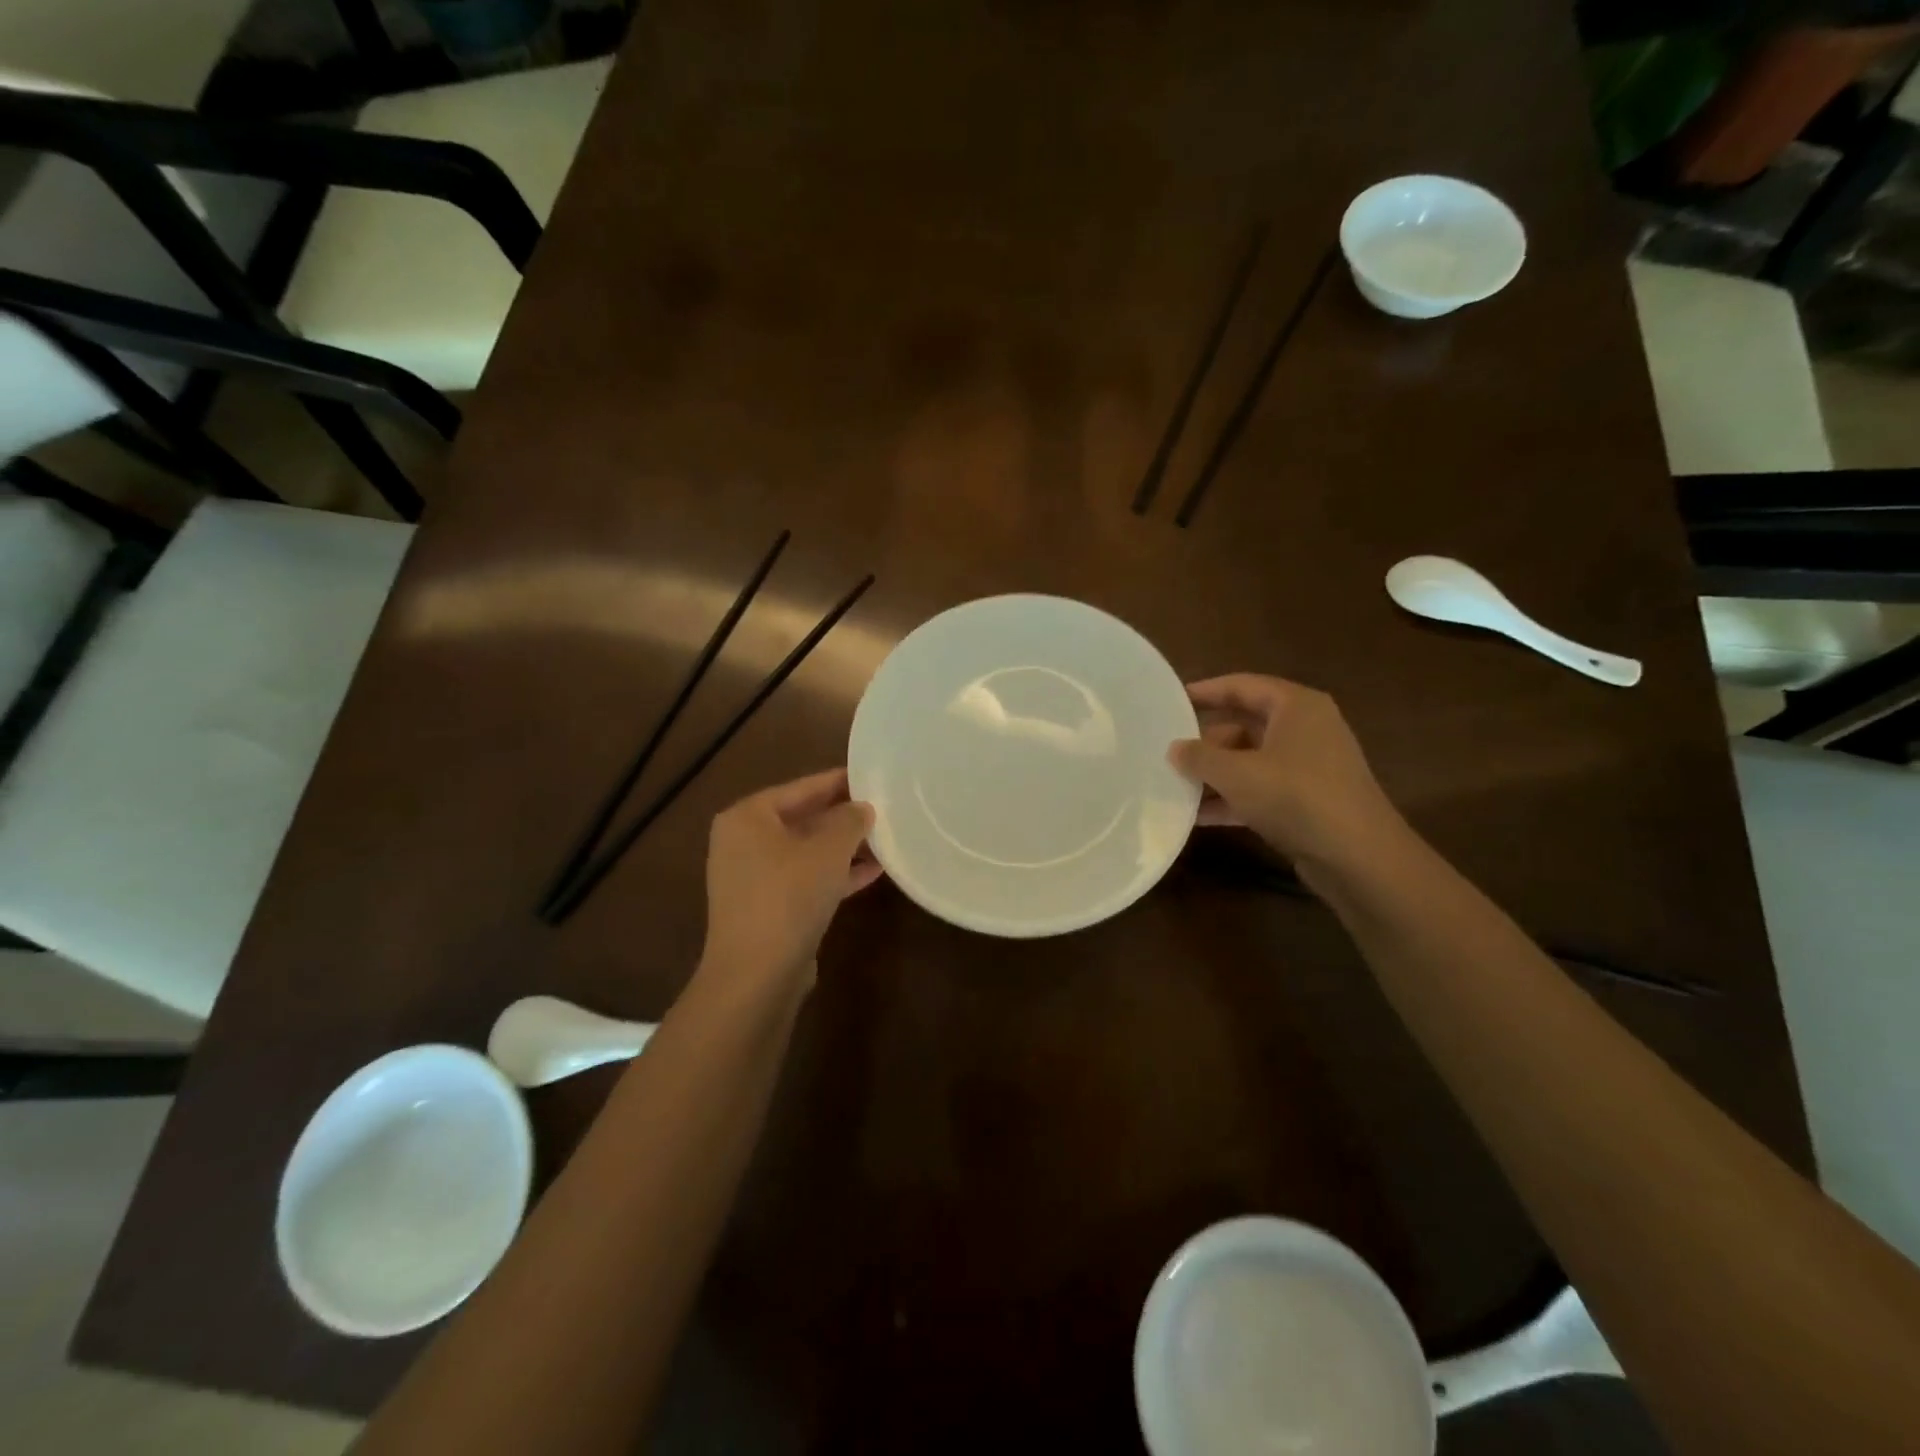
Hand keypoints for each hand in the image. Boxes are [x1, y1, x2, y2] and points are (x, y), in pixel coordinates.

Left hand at [699, 769, 881, 989]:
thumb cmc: (789, 895)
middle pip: (803, 819)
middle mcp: (743, 842)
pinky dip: (835, 874)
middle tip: (883, 807)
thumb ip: (850, 820)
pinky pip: (805, 879)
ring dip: (843, 847)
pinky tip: (873, 872)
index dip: (839, 781)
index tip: (872, 777)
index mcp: (748, 817)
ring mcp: (753, 878)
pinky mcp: (767, 908)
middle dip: (843, 817)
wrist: (757, 974)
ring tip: (885, 839)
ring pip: (807, 852)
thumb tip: (862, 808)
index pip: (802, 787)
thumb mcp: (829, 849)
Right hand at [1168, 674, 1407, 879]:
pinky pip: (1261, 789)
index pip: (1243, 686)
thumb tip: (1174, 749)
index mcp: (1296, 707)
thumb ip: (1199, 757)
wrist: (1358, 857)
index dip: (1205, 691)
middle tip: (1169, 753)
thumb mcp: (1236, 773)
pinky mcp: (1308, 800)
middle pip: (1244, 725)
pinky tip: (1199, 816)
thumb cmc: (1295, 796)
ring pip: (1251, 760)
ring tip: (1175, 786)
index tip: (1171, 700)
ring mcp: (1309, 767)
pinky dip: (1232, 798)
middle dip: (1206, 742)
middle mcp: (1306, 729)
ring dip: (1215, 774)